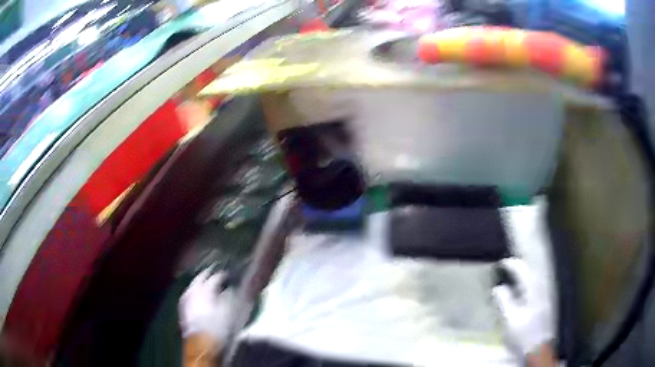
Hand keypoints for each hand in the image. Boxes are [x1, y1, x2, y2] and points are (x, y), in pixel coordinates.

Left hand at [179, 269, 235, 342]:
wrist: (202, 345)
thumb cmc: (219, 329)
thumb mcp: (232, 313)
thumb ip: (235, 297)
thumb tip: (238, 287)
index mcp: (205, 289)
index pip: (216, 277)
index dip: (224, 276)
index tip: (231, 276)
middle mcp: (193, 290)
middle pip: (201, 277)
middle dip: (209, 275)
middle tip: (218, 276)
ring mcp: (186, 299)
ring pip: (194, 285)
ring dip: (201, 283)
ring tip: (209, 285)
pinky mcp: (183, 308)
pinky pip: (189, 293)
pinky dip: (196, 292)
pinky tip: (200, 296)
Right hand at [492, 258, 552, 357]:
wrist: (538, 349)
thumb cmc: (523, 335)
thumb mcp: (510, 320)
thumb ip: (504, 302)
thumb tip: (498, 288)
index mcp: (533, 291)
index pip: (522, 270)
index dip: (511, 265)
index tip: (501, 264)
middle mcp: (541, 290)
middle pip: (529, 272)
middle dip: (517, 269)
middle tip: (505, 269)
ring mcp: (544, 297)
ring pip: (532, 280)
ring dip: (521, 278)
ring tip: (510, 279)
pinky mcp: (544, 305)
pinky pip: (534, 289)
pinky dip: (525, 287)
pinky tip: (519, 294)